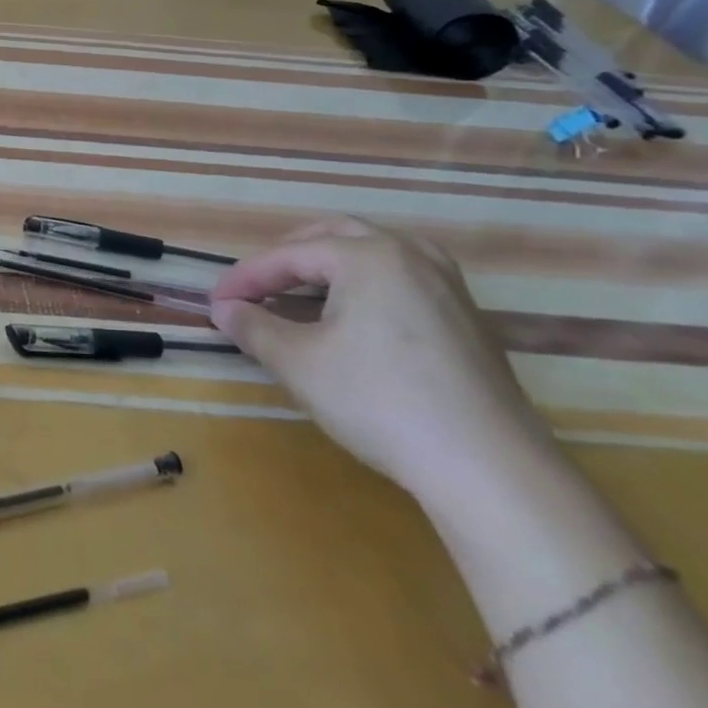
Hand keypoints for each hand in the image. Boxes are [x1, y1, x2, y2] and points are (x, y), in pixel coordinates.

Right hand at [210, 217, 558, 508]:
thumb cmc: (380, 401)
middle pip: (334, 237)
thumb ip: (253, 327)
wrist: (491, 471)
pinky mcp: (469, 322)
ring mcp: (449, 287)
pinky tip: (352, 319)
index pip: (289, 255)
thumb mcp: (298, 363)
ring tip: (300, 293)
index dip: (246, 277)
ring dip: (329, 266)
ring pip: (374, 254)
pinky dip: (364, 286)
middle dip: (288, 257)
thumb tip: (224, 310)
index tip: (216, 302)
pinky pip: (402, 280)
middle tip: (256, 285)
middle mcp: (412, 256)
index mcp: (368, 256)